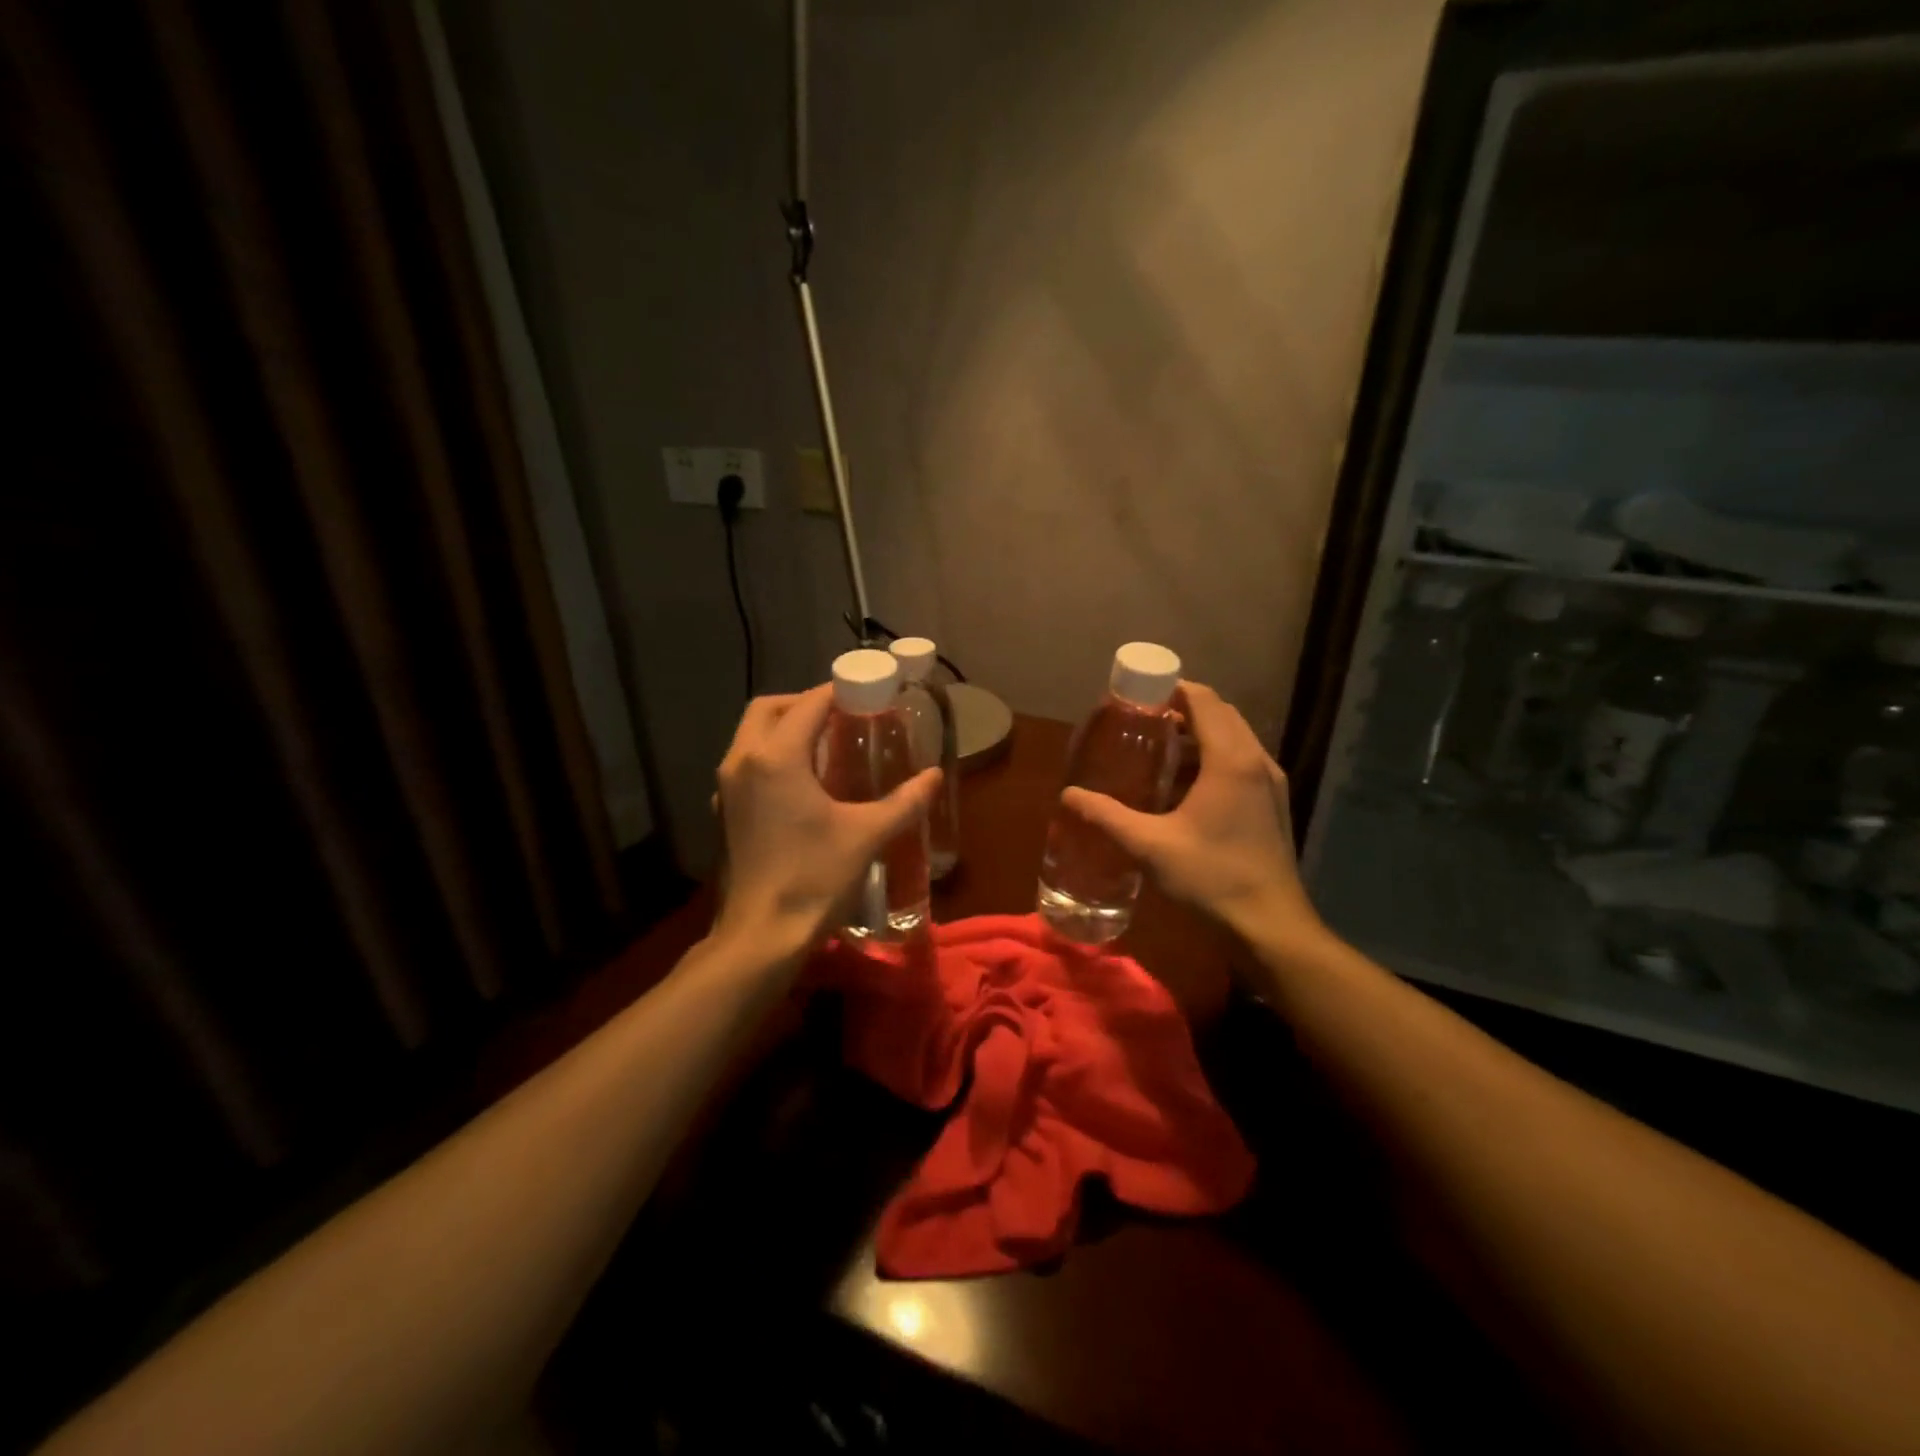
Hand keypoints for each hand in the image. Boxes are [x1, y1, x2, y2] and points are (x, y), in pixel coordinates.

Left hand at [711, 685, 940, 960]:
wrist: (762, 935)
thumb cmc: (814, 878)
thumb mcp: (866, 835)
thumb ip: (904, 802)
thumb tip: (934, 776)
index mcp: (776, 758)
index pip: (807, 704)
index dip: (836, 691)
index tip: (865, 691)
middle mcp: (743, 762)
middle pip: (768, 710)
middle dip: (803, 703)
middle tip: (841, 715)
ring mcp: (726, 788)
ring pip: (752, 736)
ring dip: (784, 728)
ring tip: (825, 745)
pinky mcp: (723, 811)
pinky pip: (746, 764)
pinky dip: (771, 756)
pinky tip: (801, 783)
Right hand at [1060, 680, 1323, 945]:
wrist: (1270, 925)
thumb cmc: (1212, 877)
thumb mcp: (1150, 846)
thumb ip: (1107, 817)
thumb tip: (1068, 795)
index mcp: (1230, 760)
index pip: (1203, 701)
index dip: (1172, 689)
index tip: (1139, 695)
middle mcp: (1256, 761)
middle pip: (1220, 714)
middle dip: (1182, 710)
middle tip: (1142, 721)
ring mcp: (1270, 783)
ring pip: (1234, 738)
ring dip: (1199, 735)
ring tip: (1158, 751)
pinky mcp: (1273, 803)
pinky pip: (1241, 762)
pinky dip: (1213, 758)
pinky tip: (1185, 787)